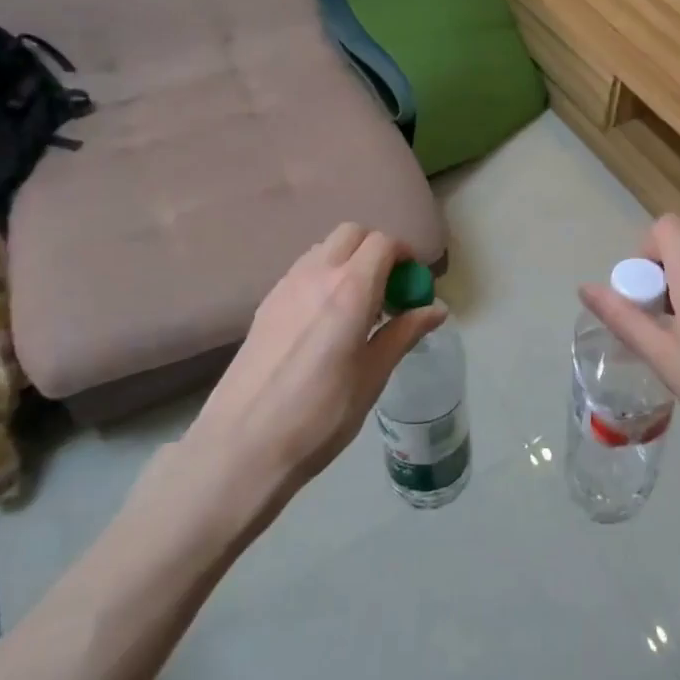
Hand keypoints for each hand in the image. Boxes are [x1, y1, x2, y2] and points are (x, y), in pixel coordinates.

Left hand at [180, 224, 444, 504]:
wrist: (242, 446)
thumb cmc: (320, 415)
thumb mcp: (372, 377)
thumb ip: (404, 334)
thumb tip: (437, 308)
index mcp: (350, 290)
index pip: (383, 243)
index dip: (404, 256)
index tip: (413, 284)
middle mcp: (316, 275)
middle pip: (352, 234)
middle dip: (376, 250)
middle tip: (388, 290)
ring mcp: (286, 286)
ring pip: (324, 248)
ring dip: (348, 260)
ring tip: (358, 306)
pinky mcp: (266, 304)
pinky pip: (303, 270)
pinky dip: (323, 276)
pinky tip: (325, 321)